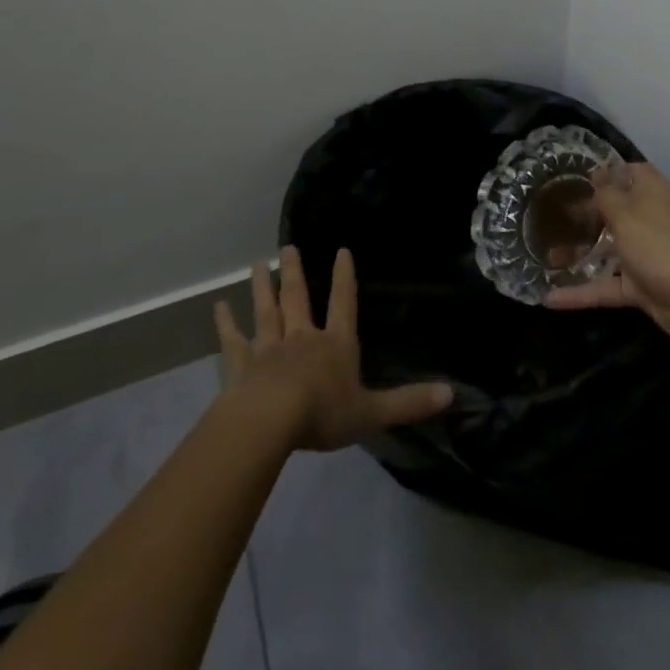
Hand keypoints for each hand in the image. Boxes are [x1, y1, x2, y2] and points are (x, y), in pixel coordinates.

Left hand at [215, 246, 451, 451]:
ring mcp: (269, 348)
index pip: (343, 303)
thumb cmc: (323, 414)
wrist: (269, 423)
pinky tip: (218, 307)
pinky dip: (225, 323)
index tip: (342, 250)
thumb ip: (409, 402)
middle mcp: (302, 337)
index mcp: (335, 344)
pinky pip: (232, 340)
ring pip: (266, 310)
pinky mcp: (240, 364)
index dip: (344, 277)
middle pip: (298, 298)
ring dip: (262, 287)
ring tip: (258, 264)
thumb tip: (452, 394)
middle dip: (296, 272)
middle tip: (288, 246)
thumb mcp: (373, 412)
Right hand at [543, 162, 669, 344]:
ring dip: (578, 255)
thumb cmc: (662, 244)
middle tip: (549, 219)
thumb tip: (597, 171)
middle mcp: (649, 221)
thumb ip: (606, 195)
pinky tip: (550, 298)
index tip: (577, 176)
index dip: (608, 172)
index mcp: (651, 195)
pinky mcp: (642, 288)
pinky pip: (606, 287)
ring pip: (608, 252)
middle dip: (585, 216)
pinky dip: (581, 293)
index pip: (631, 173)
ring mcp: (646, 256)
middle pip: (614, 213)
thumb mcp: (627, 213)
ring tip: (544, 258)